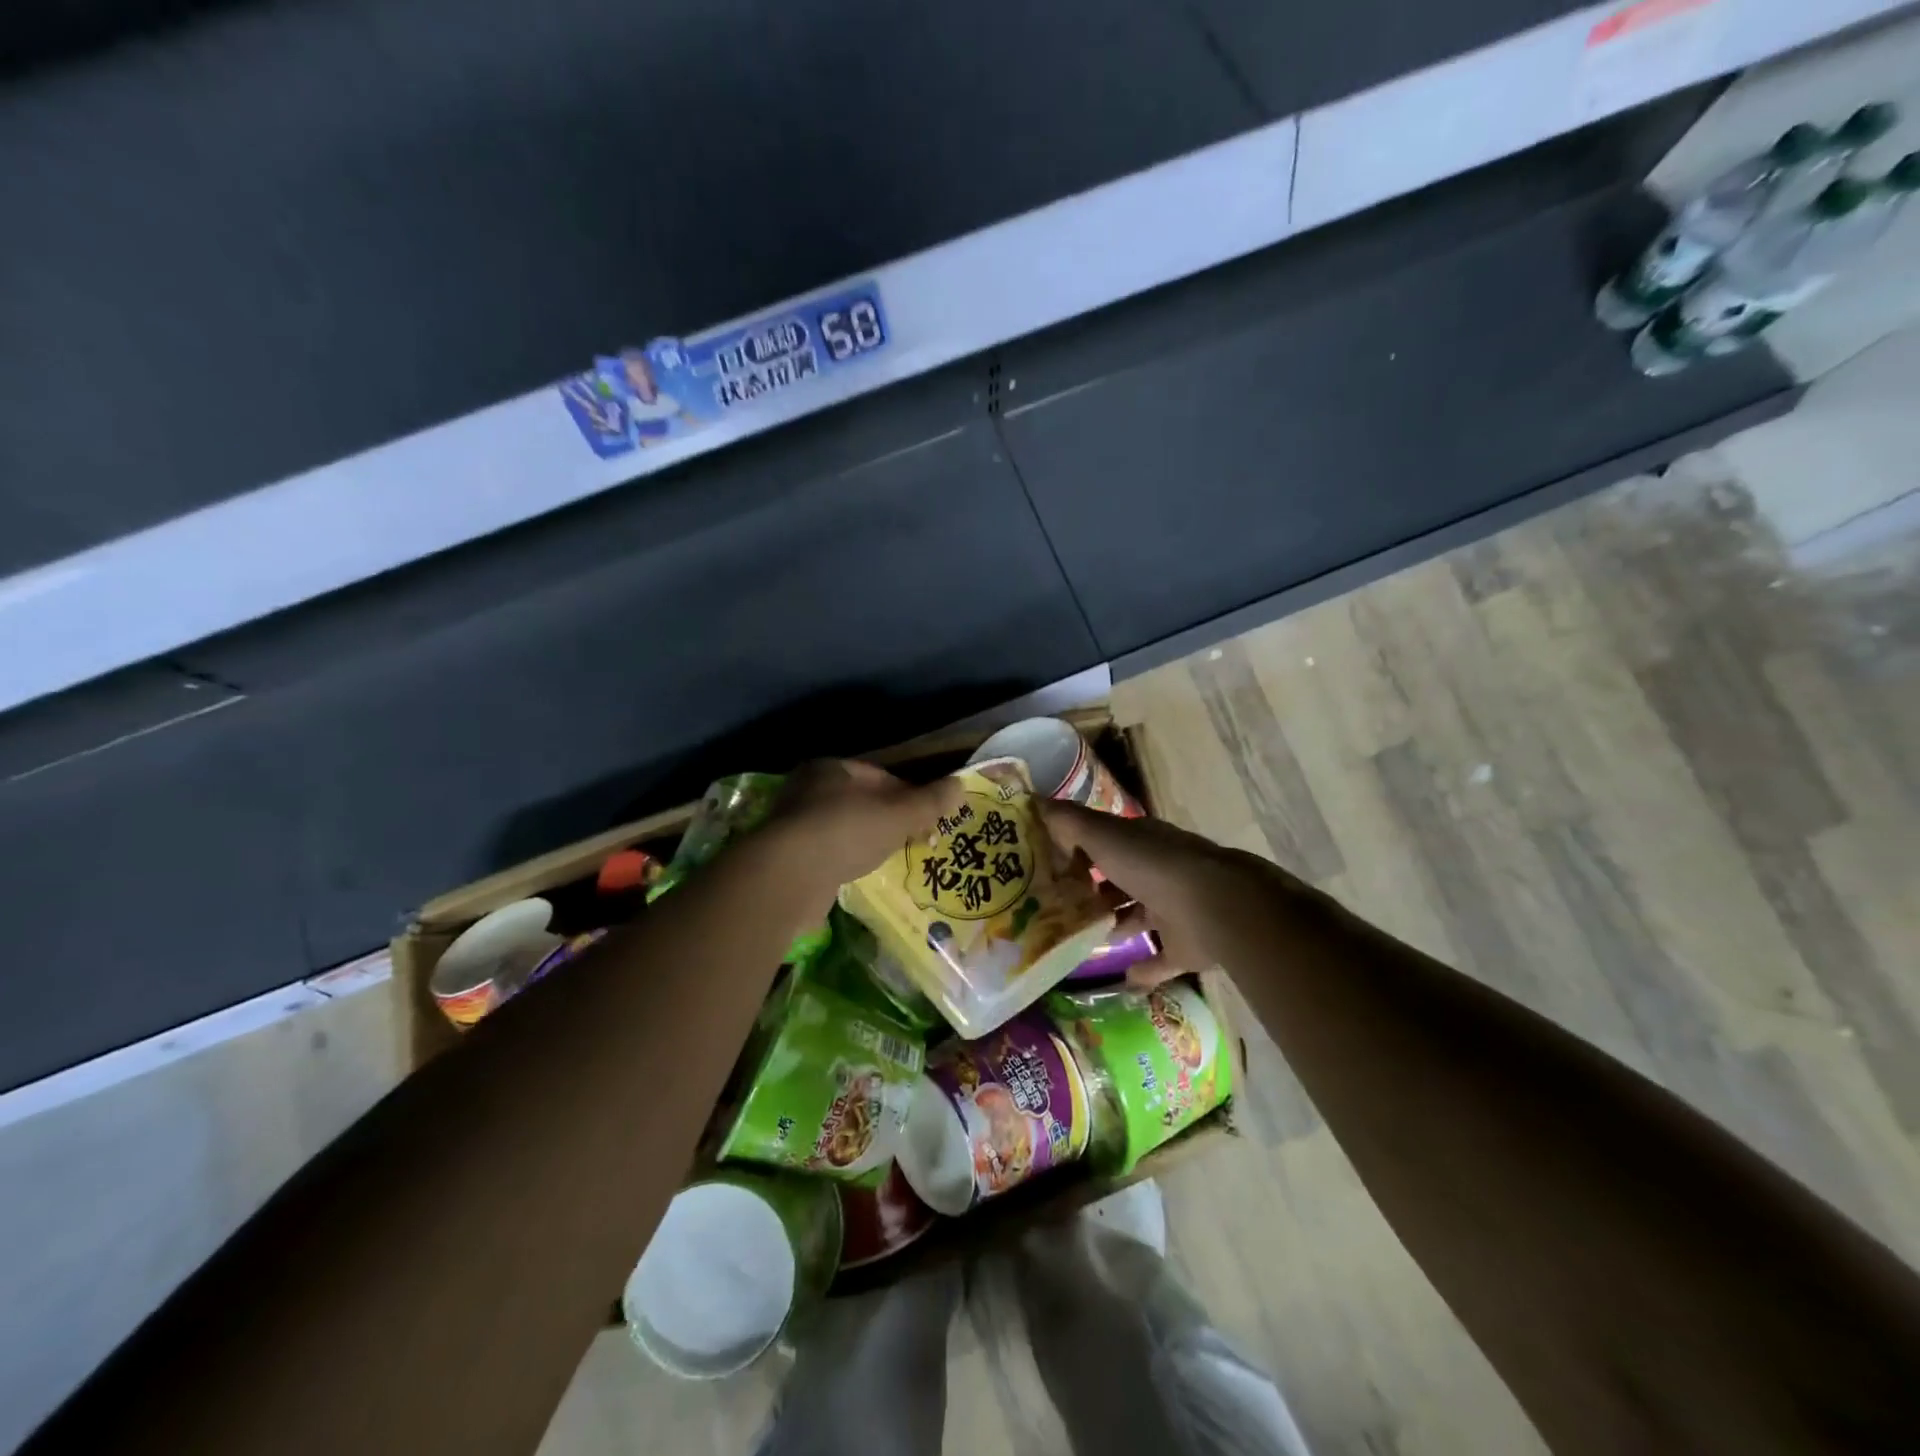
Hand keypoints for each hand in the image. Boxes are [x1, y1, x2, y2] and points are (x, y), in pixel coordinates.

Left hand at [766, 760, 965, 893]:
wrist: (787, 877)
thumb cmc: (845, 832)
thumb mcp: (897, 815)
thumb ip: (929, 802)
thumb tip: (961, 785)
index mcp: (830, 768)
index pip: (878, 775)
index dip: (907, 794)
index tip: (927, 815)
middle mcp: (806, 790)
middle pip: (859, 802)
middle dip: (887, 819)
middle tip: (914, 839)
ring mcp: (793, 825)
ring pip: (843, 829)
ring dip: (866, 842)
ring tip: (890, 860)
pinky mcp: (786, 858)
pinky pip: (827, 854)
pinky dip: (845, 862)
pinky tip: (860, 876)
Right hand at [1042, 799, 1291, 987]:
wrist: (1215, 906)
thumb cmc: (1152, 865)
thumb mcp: (1103, 835)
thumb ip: (1068, 821)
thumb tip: (1034, 801)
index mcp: (1139, 841)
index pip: (1102, 840)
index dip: (1074, 849)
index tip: (1044, 864)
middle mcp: (1156, 871)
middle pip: (1118, 878)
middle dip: (1091, 889)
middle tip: (1053, 906)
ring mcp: (1173, 909)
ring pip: (1137, 915)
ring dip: (1115, 924)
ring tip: (1077, 940)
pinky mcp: (1185, 946)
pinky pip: (1160, 959)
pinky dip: (1143, 970)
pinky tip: (1121, 981)